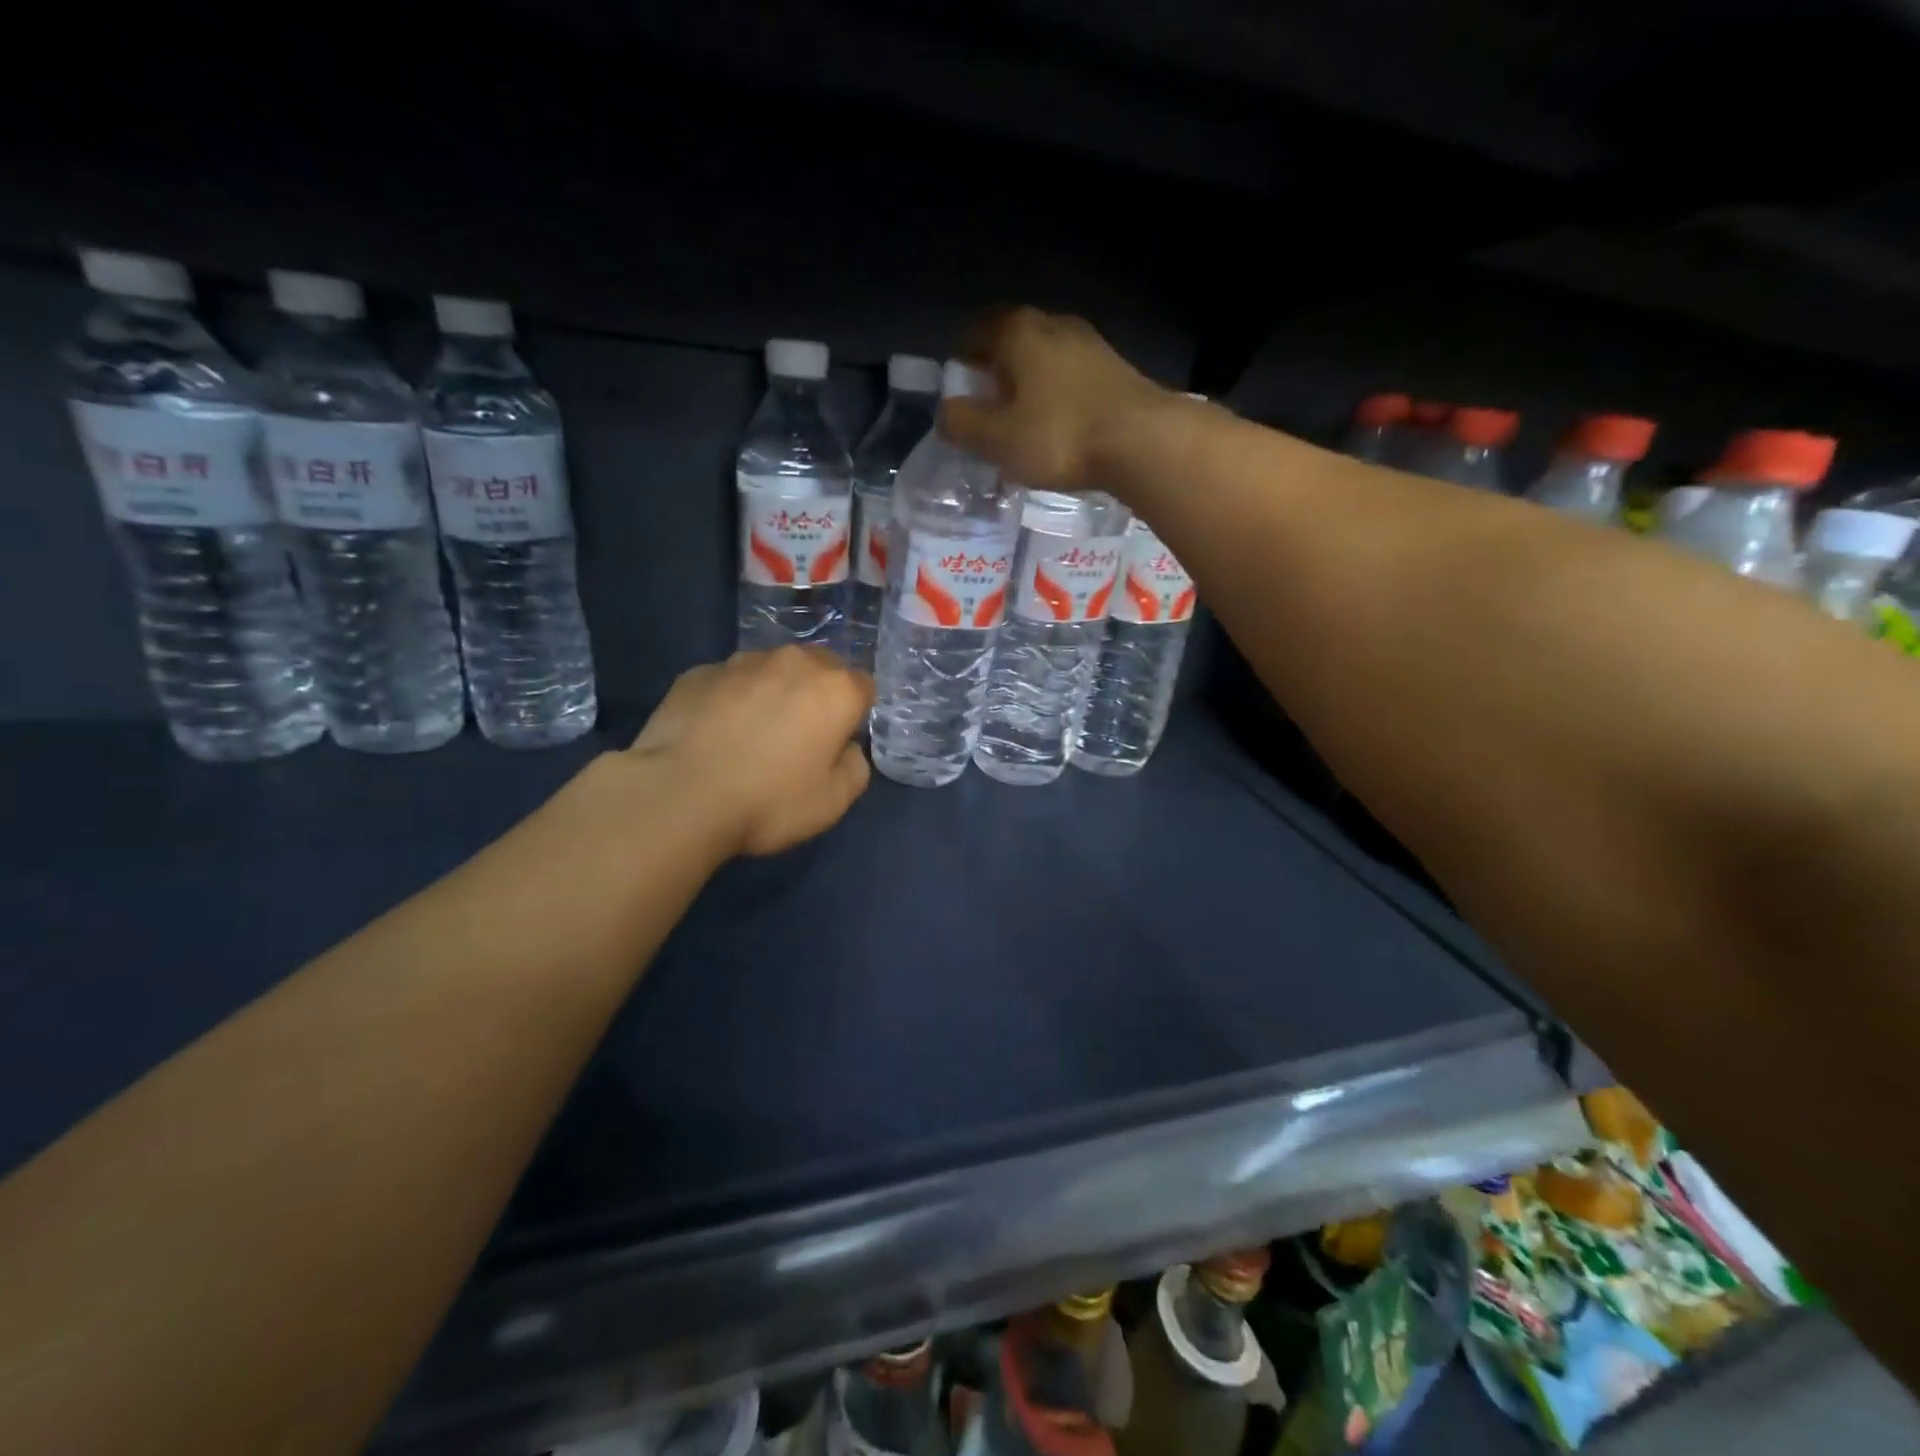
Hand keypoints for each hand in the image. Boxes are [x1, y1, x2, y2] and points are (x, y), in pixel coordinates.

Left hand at [630, 647, 873, 856]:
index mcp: (836, 689)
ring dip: (772, 692)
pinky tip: (714, 734)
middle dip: (816, 693)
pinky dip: (730, 700)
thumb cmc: (769, 801)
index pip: (863, 686)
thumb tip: (844, 747)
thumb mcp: (833, 802)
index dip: (853, 715)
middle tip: (798, 736)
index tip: (836, 743)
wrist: (679, 795)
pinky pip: (728, 681)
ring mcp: (741, 662)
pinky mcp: (698, 672)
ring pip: (771, 669)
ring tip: (751, 734)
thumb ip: (854, 766)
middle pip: (819, 666)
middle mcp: (793, 662)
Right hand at [939, 306, 1177, 491]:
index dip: (962, 360)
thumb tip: (946, 412)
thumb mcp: (996, 438)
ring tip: (1024, 423)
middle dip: (997, 373)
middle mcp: (1054, 324)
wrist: (1142, 441)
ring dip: (1031, 386)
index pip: (976, 331)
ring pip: (1046, 360)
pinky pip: (1073, 379)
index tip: (959, 390)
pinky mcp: (1117, 371)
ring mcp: (1091, 345)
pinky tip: (1060, 428)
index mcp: (1018, 331)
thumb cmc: (1059, 436)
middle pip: (1013, 343)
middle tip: (988, 410)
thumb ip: (962, 424)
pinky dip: (1059, 398)